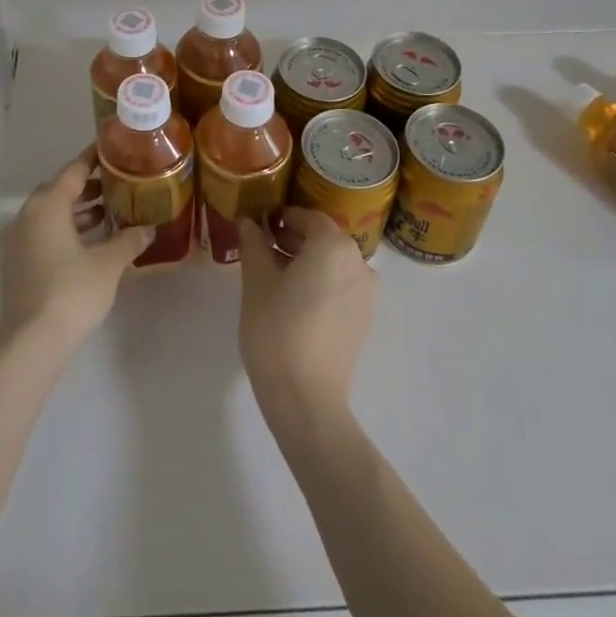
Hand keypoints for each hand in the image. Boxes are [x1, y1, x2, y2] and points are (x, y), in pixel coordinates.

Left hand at [0, 148, 151, 359]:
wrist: (31, 342)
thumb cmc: (71, 292)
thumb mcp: (108, 264)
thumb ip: (128, 240)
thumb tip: (148, 228)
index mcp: (47, 205)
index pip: (74, 170)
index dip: (96, 158)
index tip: (115, 148)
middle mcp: (28, 215)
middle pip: (61, 190)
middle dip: (89, 186)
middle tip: (119, 183)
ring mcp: (18, 240)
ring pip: (52, 214)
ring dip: (78, 211)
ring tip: (110, 212)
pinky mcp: (17, 263)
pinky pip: (44, 233)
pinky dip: (67, 230)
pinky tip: (91, 242)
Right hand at [238, 207, 377, 437]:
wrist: (307, 399)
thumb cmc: (277, 329)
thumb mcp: (256, 280)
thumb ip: (254, 244)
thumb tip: (249, 222)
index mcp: (334, 245)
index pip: (307, 217)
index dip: (281, 217)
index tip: (258, 226)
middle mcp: (358, 263)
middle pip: (323, 239)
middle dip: (293, 240)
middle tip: (261, 250)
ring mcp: (366, 294)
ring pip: (333, 264)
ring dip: (306, 262)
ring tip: (274, 277)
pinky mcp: (364, 320)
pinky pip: (340, 287)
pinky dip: (320, 284)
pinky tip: (293, 302)